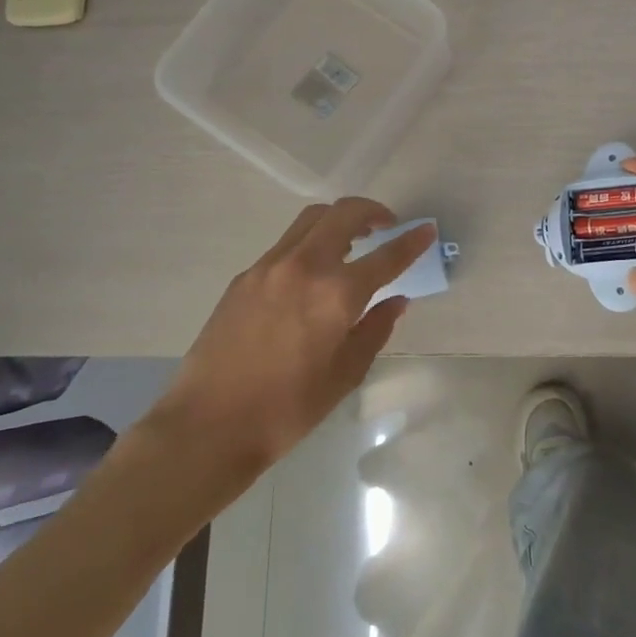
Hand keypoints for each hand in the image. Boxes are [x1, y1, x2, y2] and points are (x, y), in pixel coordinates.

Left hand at [155, 199, 435, 473]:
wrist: (208, 425)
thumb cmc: (288, 409)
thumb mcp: (346, 374)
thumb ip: (375, 329)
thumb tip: (396, 301)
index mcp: (336, 294)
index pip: (386, 256)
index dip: (412, 241)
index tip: (427, 230)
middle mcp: (304, 267)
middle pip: (343, 214)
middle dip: (372, 211)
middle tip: (387, 226)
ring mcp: (268, 268)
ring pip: (310, 220)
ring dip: (338, 220)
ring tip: (352, 242)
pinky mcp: (244, 278)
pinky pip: (286, 245)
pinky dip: (310, 244)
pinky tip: (312, 275)